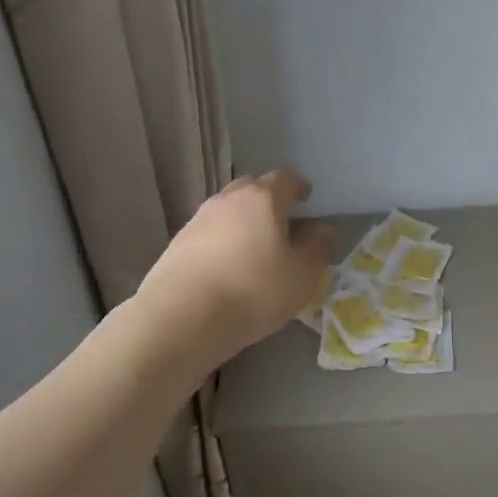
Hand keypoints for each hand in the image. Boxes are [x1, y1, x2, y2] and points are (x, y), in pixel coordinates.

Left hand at [138, 169, 334, 362]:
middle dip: (268, 199)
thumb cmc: (253, 290)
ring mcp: (198, 220)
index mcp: (262, 198)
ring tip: (253, 246)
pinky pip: (208, 233)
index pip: (284, 178)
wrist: (181, 317)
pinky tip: (227, 266)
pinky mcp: (176, 244)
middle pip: (251, 188)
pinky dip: (222, 240)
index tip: (306, 198)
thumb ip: (318, 248)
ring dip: (242, 220)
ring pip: (227, 210)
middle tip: (281, 220)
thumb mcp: (302, 275)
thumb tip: (321, 230)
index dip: (298, 186)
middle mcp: (228, 200)